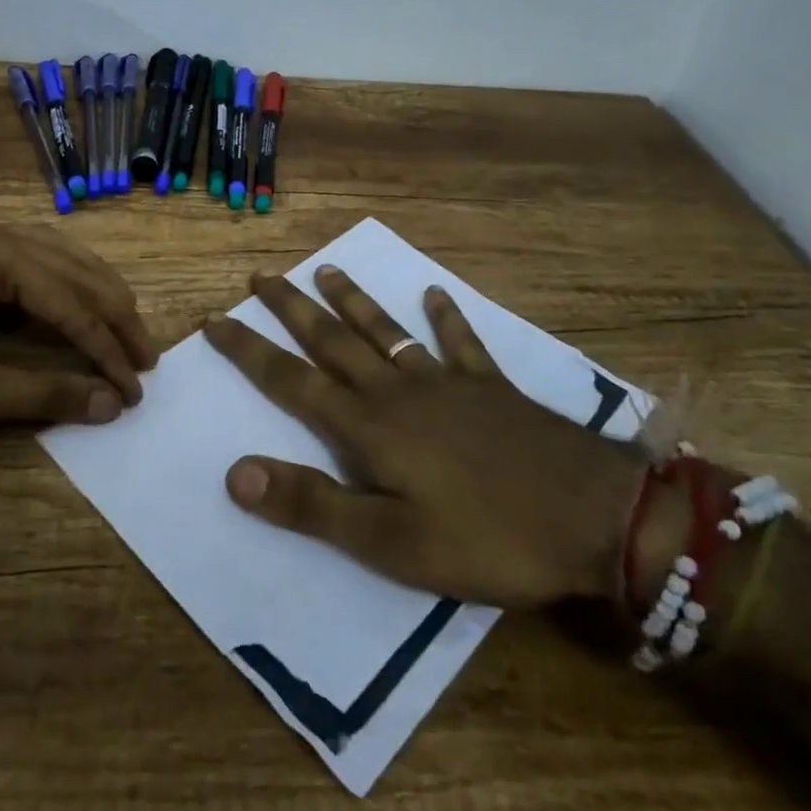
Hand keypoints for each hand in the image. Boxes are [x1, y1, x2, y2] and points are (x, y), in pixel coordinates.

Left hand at [0, 207, 157, 433]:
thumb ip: (49, 394)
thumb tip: (111, 405)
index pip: (69, 302)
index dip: (106, 349)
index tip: (136, 386)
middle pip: (69, 268)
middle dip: (110, 314)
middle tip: (145, 356)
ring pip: (50, 258)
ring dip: (88, 296)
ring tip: (122, 330)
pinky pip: (21, 261)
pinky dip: (53, 288)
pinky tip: (71, 309)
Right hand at [203, 267, 646, 608]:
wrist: (595, 518)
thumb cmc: (486, 537)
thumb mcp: (389, 541)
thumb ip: (312, 505)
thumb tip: (235, 473)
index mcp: (367, 426)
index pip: (291, 380)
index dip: (249, 350)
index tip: (215, 319)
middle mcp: (398, 391)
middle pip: (333, 340)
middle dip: (291, 309)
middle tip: (262, 275)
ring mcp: (447, 383)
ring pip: (388, 331)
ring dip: (354, 301)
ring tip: (328, 269)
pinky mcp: (491, 389)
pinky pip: (462, 344)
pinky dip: (446, 319)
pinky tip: (436, 295)